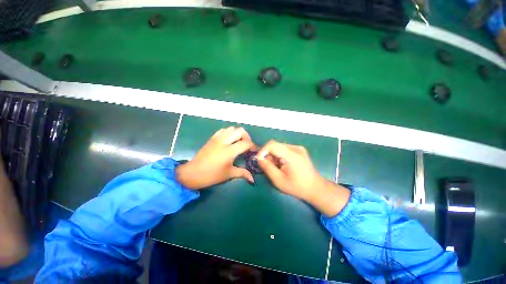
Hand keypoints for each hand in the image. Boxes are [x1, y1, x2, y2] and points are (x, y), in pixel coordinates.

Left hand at [176, 127, 256, 189]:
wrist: (193, 173)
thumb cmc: (212, 175)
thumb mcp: (229, 174)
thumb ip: (243, 173)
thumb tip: (253, 179)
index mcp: (229, 151)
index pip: (246, 143)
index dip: (253, 146)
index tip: (254, 151)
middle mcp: (224, 141)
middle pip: (240, 131)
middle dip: (247, 137)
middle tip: (247, 146)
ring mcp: (217, 138)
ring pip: (232, 128)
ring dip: (238, 134)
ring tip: (238, 143)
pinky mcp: (212, 138)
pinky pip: (223, 130)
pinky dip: (229, 133)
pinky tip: (229, 141)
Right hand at [255, 140, 325, 200]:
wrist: (315, 188)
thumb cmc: (297, 187)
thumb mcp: (279, 180)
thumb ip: (267, 168)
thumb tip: (258, 158)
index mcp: (292, 155)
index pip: (272, 144)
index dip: (263, 151)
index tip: (259, 160)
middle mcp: (295, 148)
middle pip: (275, 145)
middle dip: (268, 155)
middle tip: (267, 166)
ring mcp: (298, 148)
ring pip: (279, 147)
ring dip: (273, 156)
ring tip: (276, 167)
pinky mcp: (299, 150)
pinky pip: (284, 149)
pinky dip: (279, 155)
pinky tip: (282, 165)